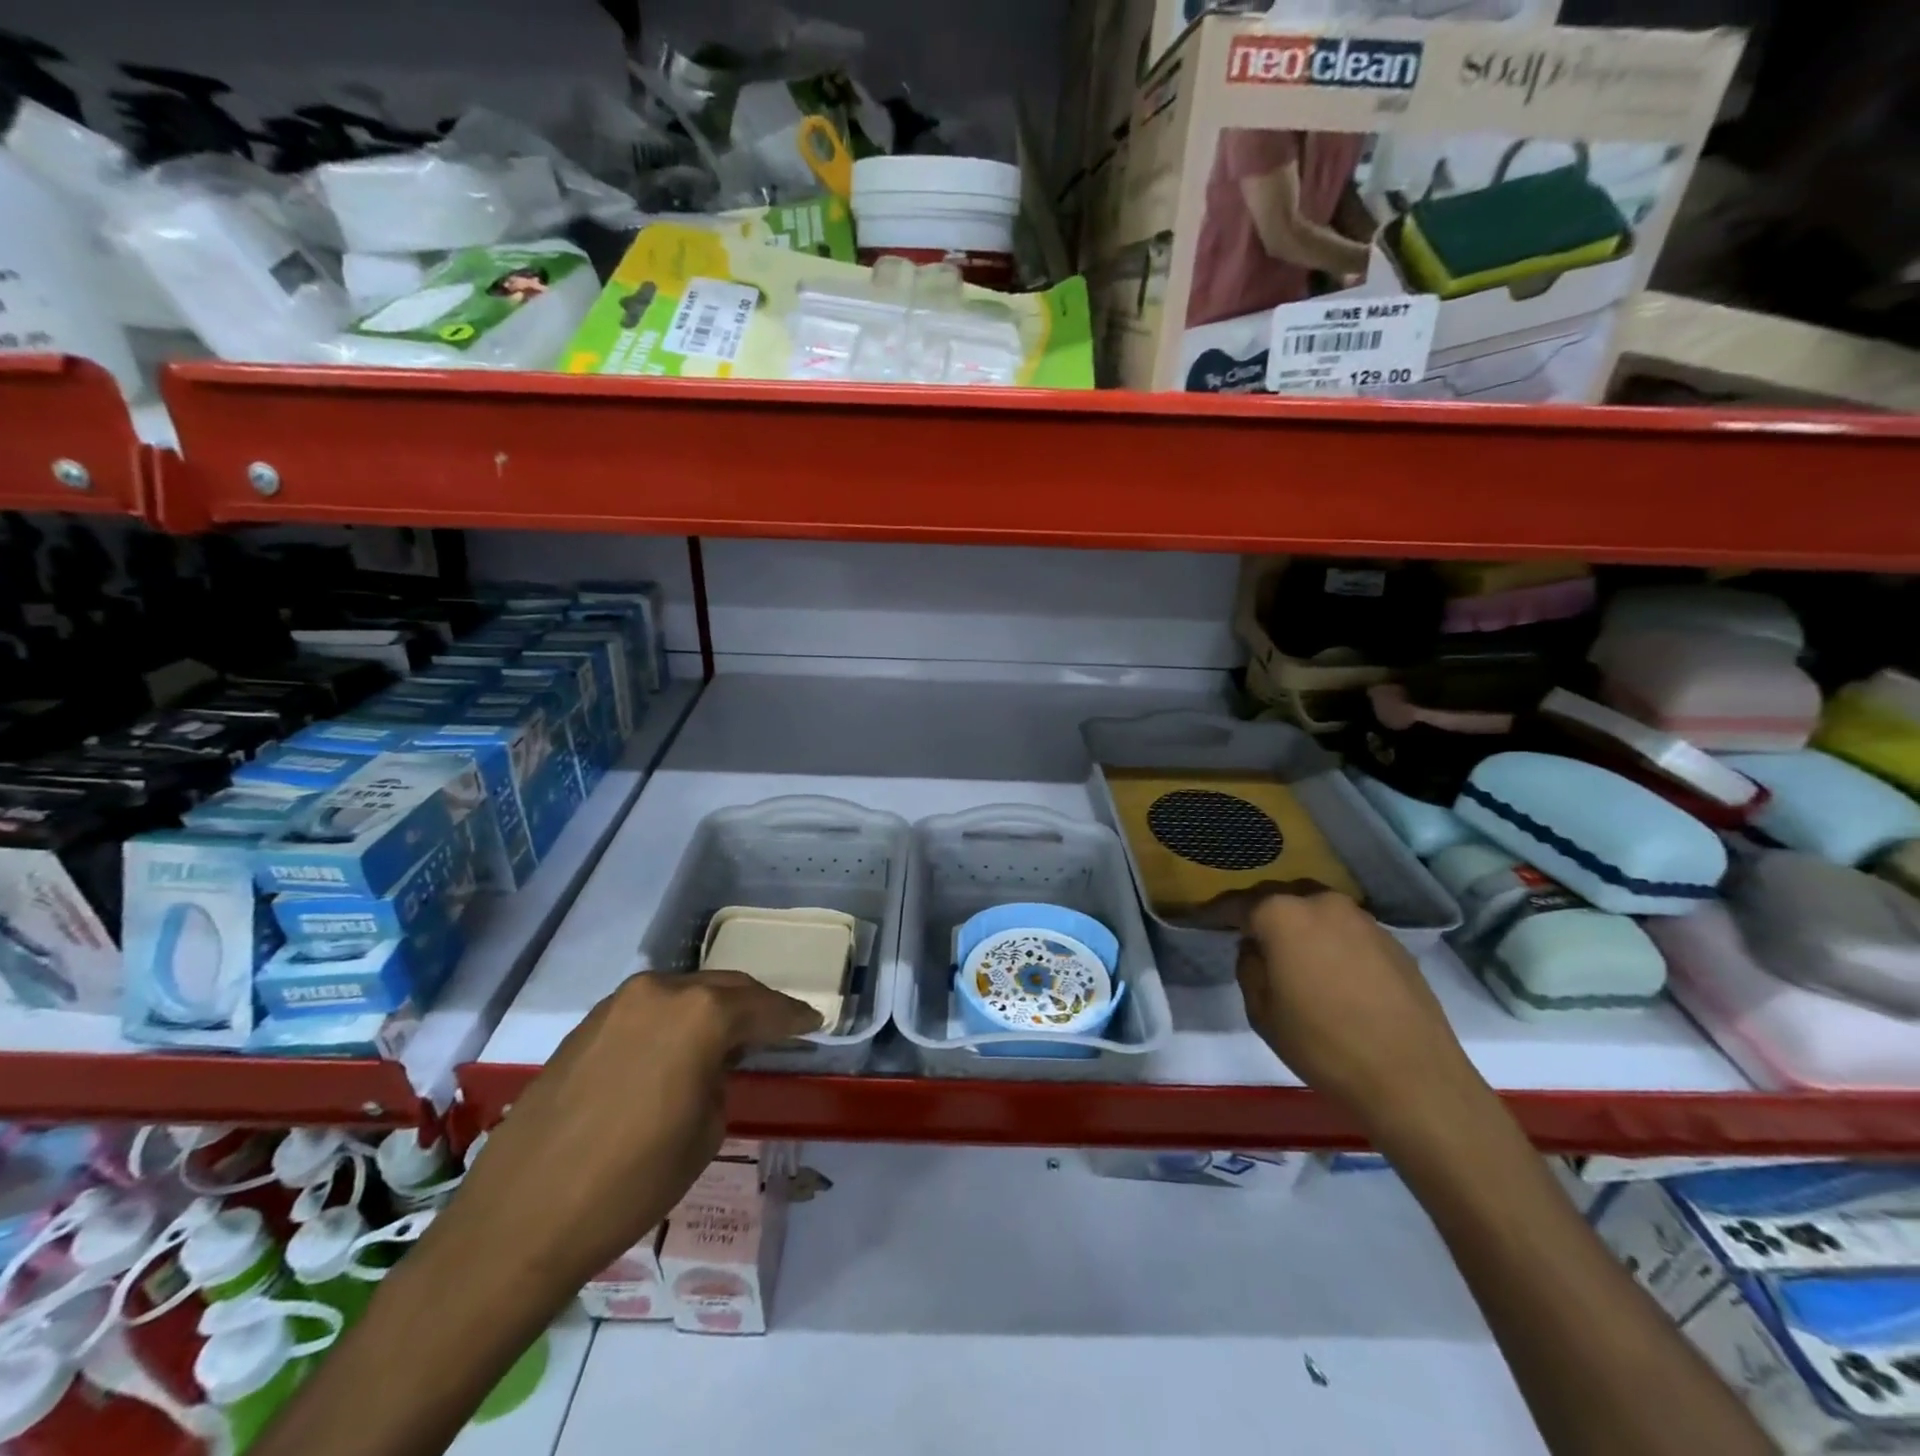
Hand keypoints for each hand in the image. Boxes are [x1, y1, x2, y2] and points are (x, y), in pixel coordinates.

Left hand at [454, 971, 820, 1286]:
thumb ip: (721, 1079)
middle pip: (724, 987)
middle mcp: (661, 992)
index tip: (815, 1021)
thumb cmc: (631, 1182)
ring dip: (712, 1010)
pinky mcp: (588, 1025)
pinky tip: (678, 1049)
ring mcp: (618, 1004)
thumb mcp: (705, 1132)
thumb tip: (712, 1064)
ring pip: (685, 994)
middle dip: (755, 1006)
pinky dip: (674, 1022)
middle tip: (779, 1025)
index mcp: (700, 1014)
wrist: (520, 1219)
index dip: (794, 1017)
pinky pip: (649, 1011)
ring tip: (730, 1037)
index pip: (763, 1007)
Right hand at [1234, 889, 1479, 1127]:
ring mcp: (1362, 919)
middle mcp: (1322, 903)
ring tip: (1292, 954)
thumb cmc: (1323, 1045)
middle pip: (1280, 898)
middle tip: (1249, 938)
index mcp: (1282, 915)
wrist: (1414, 1078)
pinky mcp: (1393, 941)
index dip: (1217, 913)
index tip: (1203, 920)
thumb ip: (1249, 968)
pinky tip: (1332, 971)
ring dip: (1299, 925)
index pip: (1238, 904)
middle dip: (1261, 914)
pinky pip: (1346, 930)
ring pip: (1316, 910)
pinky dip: (1331, 941)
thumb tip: (1255, 949)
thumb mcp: (1263, 1013)